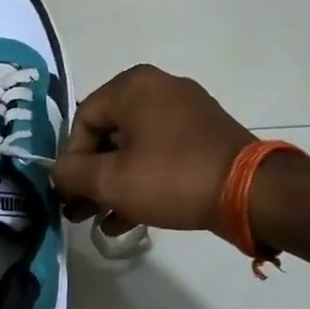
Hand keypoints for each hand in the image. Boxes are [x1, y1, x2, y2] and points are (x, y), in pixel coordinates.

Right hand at [51, 65, 253, 232]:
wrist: (251, 192)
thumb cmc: (171, 177)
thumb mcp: (111, 181)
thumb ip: (71, 175)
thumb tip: (57, 173)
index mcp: (133, 86)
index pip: (82, 121)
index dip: (71, 161)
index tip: (71, 195)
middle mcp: (158, 88)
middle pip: (108, 136)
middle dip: (91, 178)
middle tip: (80, 212)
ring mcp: (186, 111)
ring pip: (134, 149)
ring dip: (114, 185)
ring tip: (101, 222)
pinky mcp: (205, 135)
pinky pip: (160, 154)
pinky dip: (142, 181)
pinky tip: (129, 219)